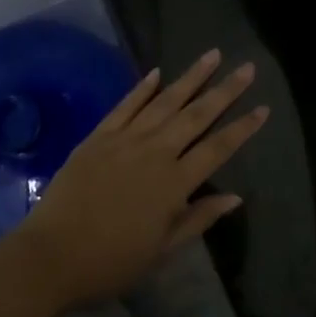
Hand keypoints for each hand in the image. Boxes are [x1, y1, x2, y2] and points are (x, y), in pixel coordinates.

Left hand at [13, 51, 266, 308]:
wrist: (52, 255)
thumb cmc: (112, 261)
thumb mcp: (162, 249)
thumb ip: (198, 218)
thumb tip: (235, 197)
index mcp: (174, 183)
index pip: (217, 148)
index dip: (242, 128)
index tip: (263, 107)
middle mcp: (155, 152)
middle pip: (196, 115)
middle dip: (224, 90)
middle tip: (246, 67)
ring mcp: (125, 139)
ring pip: (164, 101)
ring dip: (190, 77)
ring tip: (212, 55)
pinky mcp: (99, 136)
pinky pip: (125, 105)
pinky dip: (142, 87)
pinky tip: (157, 72)